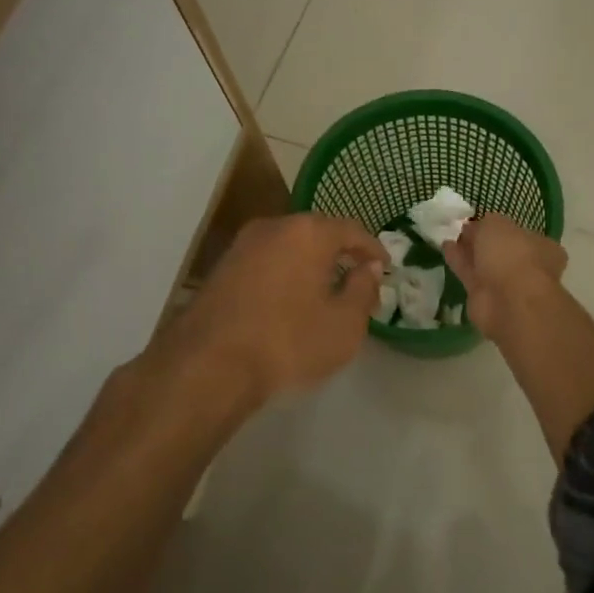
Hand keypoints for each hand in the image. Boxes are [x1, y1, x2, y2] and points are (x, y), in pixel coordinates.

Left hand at [155, 213, 385, 412]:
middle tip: (356, 280)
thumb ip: (362, 290)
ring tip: (323, 292)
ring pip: (287, 246)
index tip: (385, 267)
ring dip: (308, 264)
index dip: (372, 249)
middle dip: (339, 254)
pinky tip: (288, 301)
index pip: (351, 230)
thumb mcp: (344, 324)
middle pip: (316, 233)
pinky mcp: (220, 268)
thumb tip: (369, 268)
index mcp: (308, 232)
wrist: (208, 365)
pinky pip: (265, 262)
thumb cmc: (288, 341)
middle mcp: (273, 227)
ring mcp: (241, 245)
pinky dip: (283, 274)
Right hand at [443, 215, 566, 343]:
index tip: (479, 220)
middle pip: (500, 249)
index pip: (519, 233)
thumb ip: (485, 223)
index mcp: (540, 246)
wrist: (509, 302)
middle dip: (482, 240)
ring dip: (468, 251)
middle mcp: (526, 265)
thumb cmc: (512, 255)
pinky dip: (459, 262)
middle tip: (462, 229)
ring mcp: (506, 283)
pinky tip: (445, 248)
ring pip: (484, 263)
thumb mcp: (496, 225)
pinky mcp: (485, 297)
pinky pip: (470, 274)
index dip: (499, 226)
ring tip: (450, 237)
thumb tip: (475, 227)